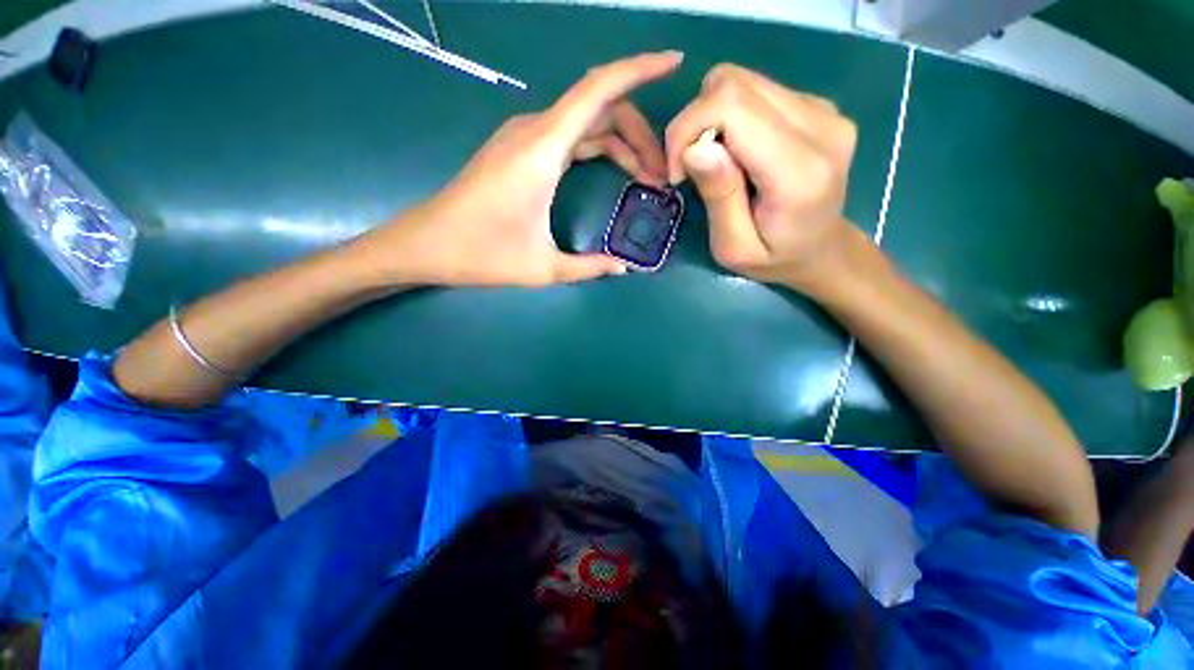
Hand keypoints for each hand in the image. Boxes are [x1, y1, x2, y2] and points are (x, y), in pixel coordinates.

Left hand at [356, 52, 683, 287]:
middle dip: (639, 133)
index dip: (639, 69)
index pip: (599, 90)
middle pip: (600, 108)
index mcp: (542, 149)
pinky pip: (569, 134)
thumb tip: (623, 268)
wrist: (425, 244)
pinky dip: (598, 146)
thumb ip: (588, 267)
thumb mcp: (542, 268)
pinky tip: (613, 170)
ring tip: (645, 177)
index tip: (674, 63)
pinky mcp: (519, 148)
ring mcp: (524, 137)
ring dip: (620, 142)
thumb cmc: (481, 254)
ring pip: (586, 121)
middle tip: (661, 175)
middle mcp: (534, 130)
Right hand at [665, 64, 859, 290]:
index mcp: (799, 171)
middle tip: (690, 167)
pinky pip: (757, 91)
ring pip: (743, 81)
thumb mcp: (733, 248)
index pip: (731, 106)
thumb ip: (719, 197)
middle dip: (694, 121)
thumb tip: (695, 148)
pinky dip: (732, 116)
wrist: (822, 249)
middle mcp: (820, 125)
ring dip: (712, 118)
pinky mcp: (817, 104)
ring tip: (715, 161)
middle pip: (734, 84)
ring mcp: (823, 109)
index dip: (687, 128)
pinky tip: (738, 151)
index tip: (677, 171)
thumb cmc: (773, 259)